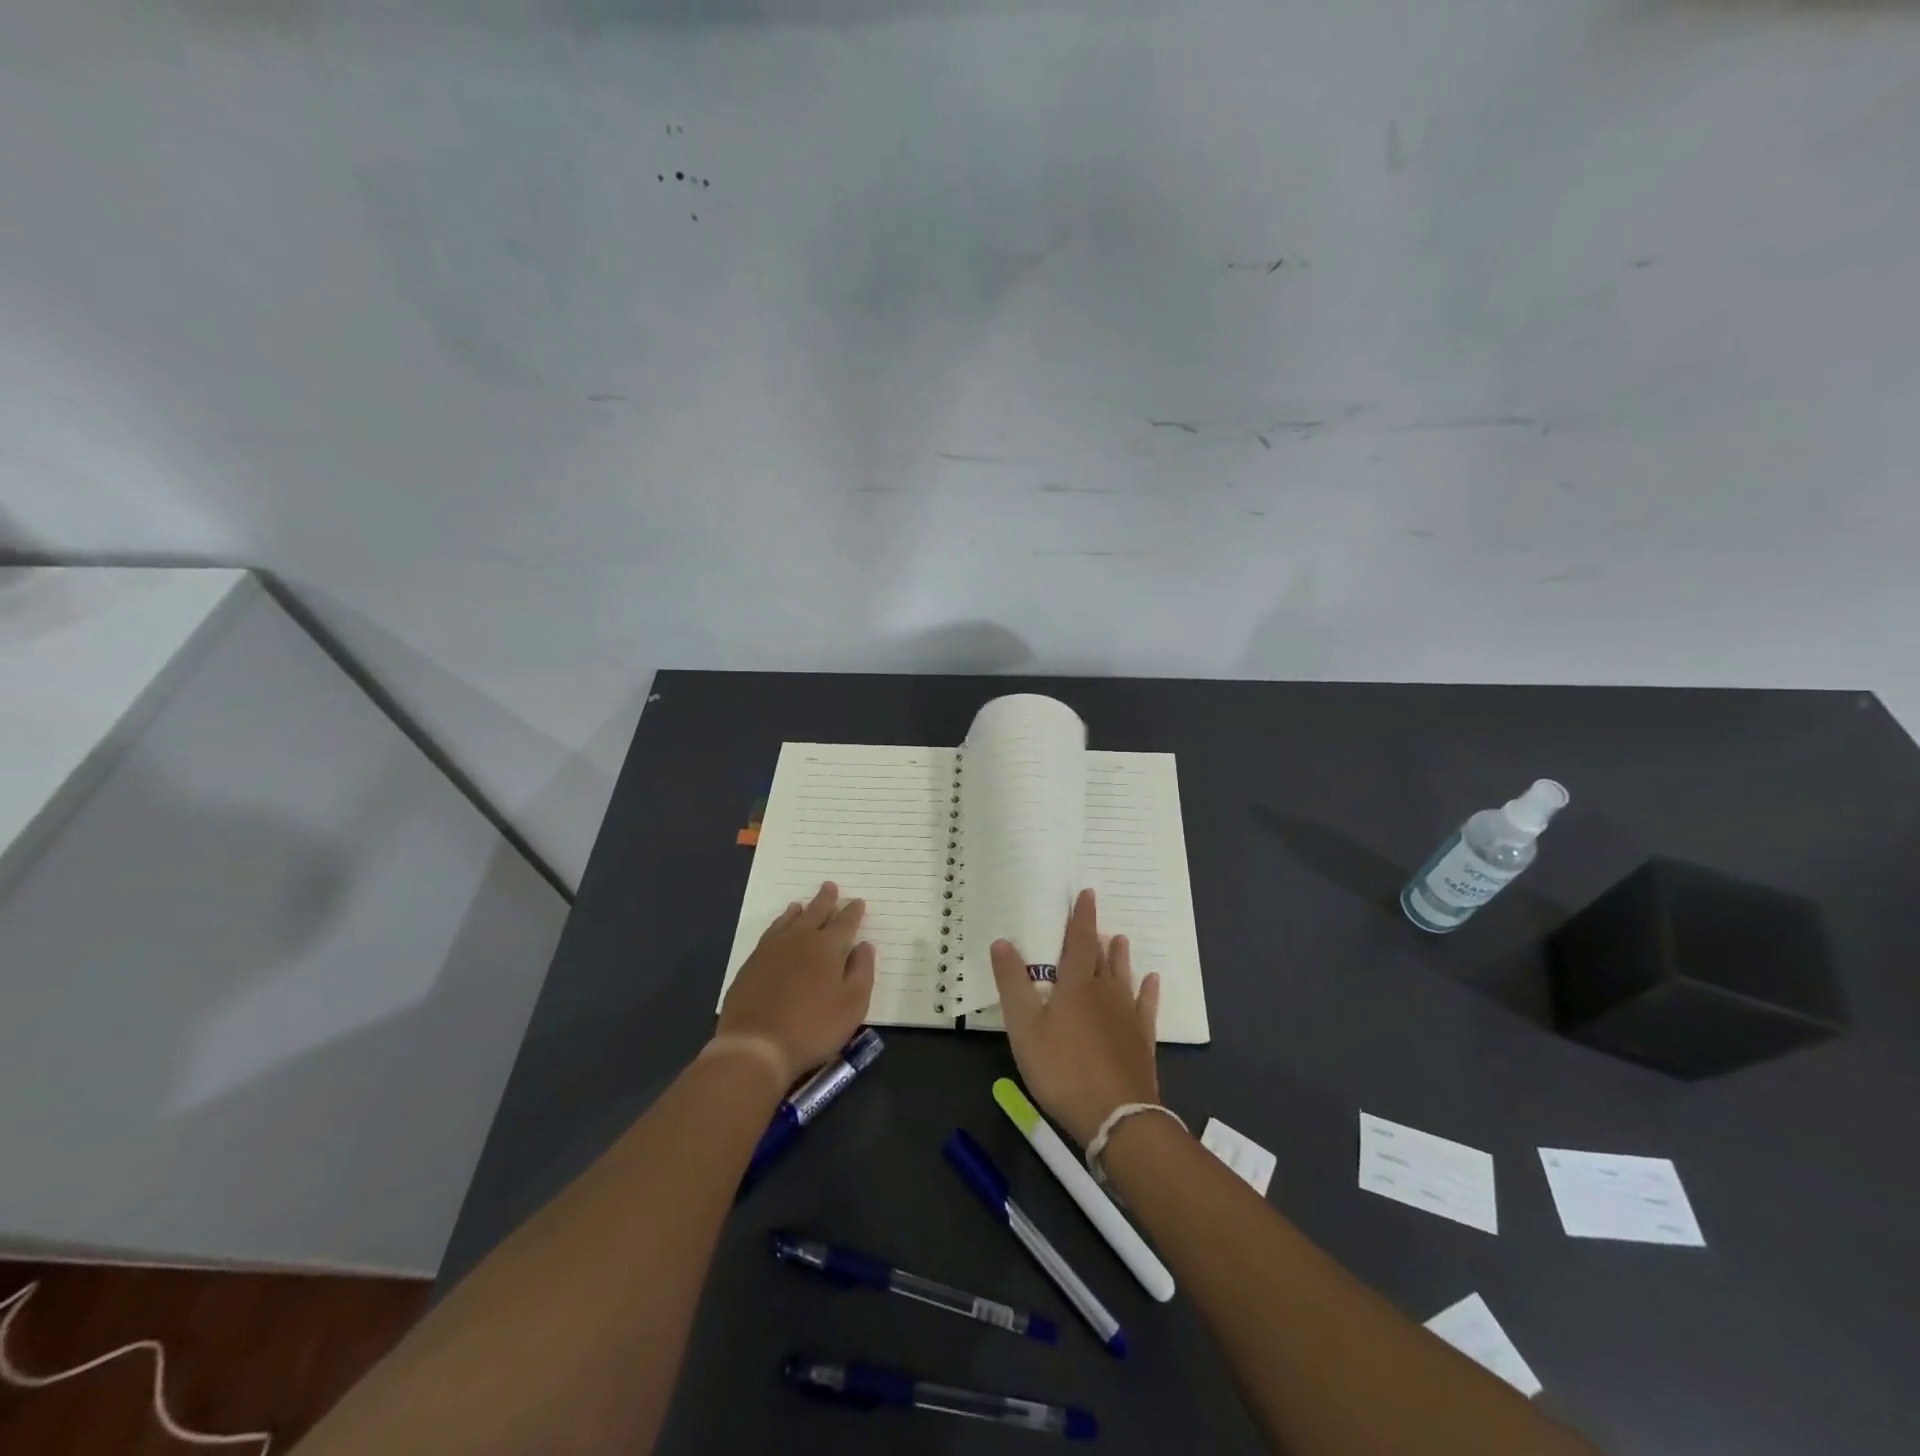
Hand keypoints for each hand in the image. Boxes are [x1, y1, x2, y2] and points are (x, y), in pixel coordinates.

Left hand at [716, 882, 874, 1086]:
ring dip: (800, 911)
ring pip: (789, 921)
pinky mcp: (751, 964)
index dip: (853, 912)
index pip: (844, 922)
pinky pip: (770, 933)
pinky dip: (779, 925)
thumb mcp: (852, 1004)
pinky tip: (778, 930)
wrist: (756, 1045)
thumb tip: (864, 945)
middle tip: (830, 886)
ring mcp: (771, 950)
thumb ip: (862, 971)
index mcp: (827, 947)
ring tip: (802, 905)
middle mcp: (800, 940)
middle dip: (825, 900)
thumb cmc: (813, 1027)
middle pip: (815, 913)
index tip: (858, 901)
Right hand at [989, 889, 1161, 1146]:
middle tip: (1097, 917)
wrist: (1116, 1116)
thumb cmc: (1062, 1069)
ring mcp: (1126, 1017)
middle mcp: (1104, 993)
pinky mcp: (1142, 1040)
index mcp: (1075, 986)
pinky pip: (1146, 1007)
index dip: (1082, 918)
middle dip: (1097, 935)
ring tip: (1120, 939)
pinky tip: (1151, 981)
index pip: (1079, 942)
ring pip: (1123, 978)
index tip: (1087, 894)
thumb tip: (1002, 941)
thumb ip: (1012, 984)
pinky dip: (1148, 991)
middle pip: (1101, 958)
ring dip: (1120, 957)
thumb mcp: (1024, 1028)